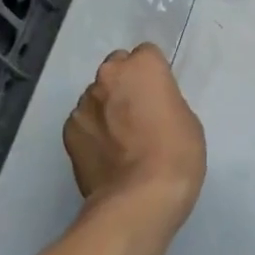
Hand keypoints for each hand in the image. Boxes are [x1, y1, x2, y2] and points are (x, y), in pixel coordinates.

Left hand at [63, 45, 205, 228]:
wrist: (139, 199)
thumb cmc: (177, 154)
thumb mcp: (186, 119)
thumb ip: (164, 101)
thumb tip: (147, 107)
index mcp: (142, 67)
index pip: (146, 54)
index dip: (155, 75)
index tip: (160, 96)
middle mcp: (108, 76)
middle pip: (116, 70)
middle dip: (125, 86)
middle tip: (140, 115)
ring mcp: (83, 105)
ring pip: (97, 97)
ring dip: (107, 109)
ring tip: (122, 141)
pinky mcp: (68, 133)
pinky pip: (84, 122)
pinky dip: (93, 132)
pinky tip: (107, 155)